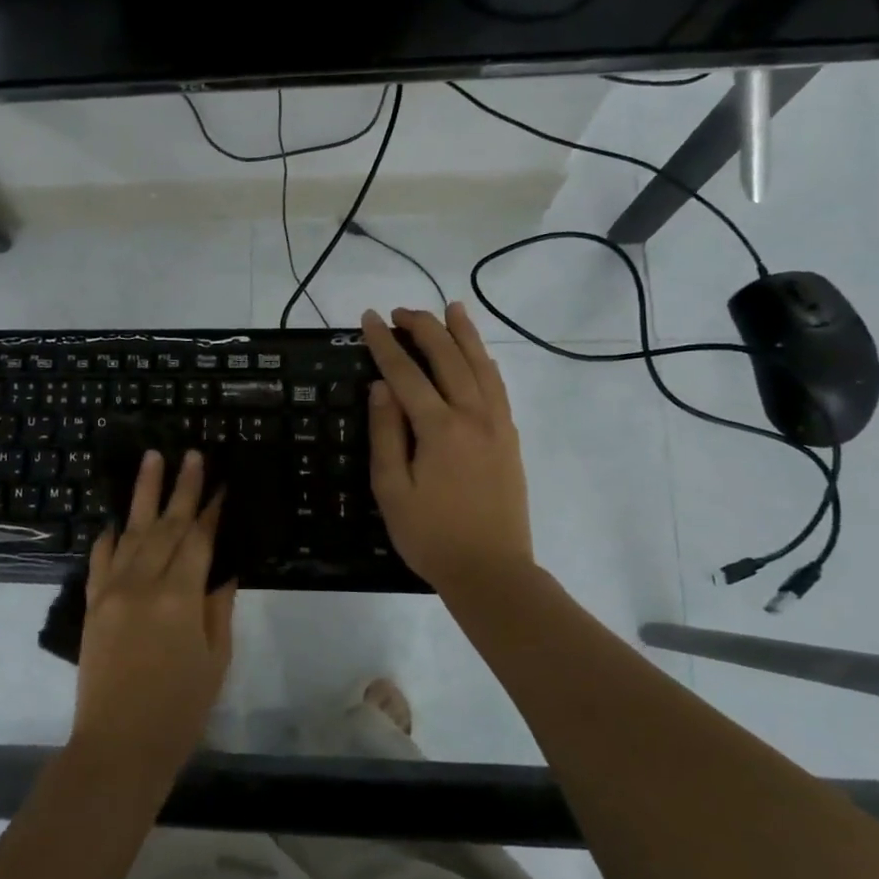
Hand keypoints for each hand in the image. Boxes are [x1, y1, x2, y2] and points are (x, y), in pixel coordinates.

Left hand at [71, 449, 234, 785]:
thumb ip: (218, 606)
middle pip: (167, 525)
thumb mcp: (215, 658)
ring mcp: (112, 591)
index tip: (221, 480)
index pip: (200, 539)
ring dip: (143, 495)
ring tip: (152, 459)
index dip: (212, 508)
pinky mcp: (92, 605)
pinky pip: (100, 560)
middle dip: (182, 487)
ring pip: (132, 532)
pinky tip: (116, 520)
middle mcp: (144, 583)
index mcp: (180, 597)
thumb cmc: (179, 709)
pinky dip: (110, 537)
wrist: (118, 746)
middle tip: (191, 453)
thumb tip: (224, 566)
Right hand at [361, 303, 534, 595]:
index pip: (406, 373)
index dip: (384, 343)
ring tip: (451, 308)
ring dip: (463, 333)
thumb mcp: (392, 490)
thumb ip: (387, 434)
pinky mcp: (510, 437)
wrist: (491, 570)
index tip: (369, 319)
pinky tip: (479, 354)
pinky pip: (498, 386)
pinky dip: (486, 361)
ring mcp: (497, 425)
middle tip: (401, 311)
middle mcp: (473, 416)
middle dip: (423, 328)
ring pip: (480, 364)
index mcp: (439, 428)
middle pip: (448, 357)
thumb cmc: (430, 536)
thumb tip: (381, 386)